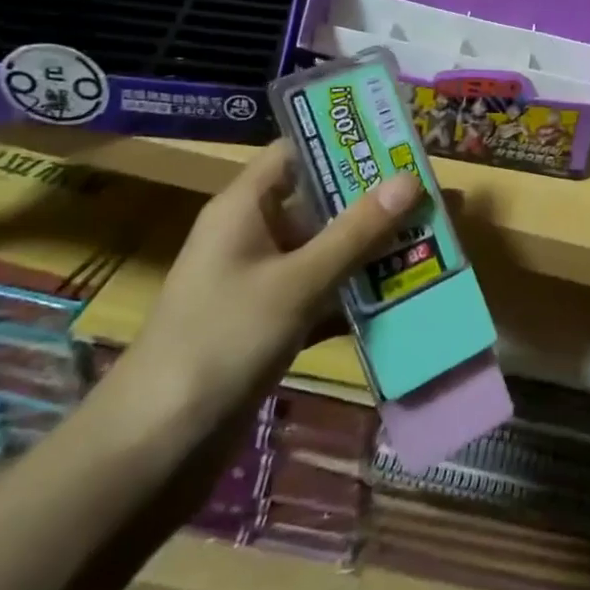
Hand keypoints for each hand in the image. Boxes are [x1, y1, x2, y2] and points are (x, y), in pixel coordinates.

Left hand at [119, 144, 421, 433]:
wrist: (157, 447)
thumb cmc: (222, 341)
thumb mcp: (297, 281)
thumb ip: (356, 232)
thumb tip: (411, 179)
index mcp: (245, 207)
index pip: (296, 152)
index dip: (343, 142)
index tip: (396, 141)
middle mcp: (253, 235)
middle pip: (320, 202)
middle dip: (374, 201)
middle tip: (432, 194)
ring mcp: (262, 282)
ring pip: (326, 251)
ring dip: (372, 250)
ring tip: (431, 241)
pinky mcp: (271, 323)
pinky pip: (323, 294)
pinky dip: (356, 296)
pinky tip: (404, 299)